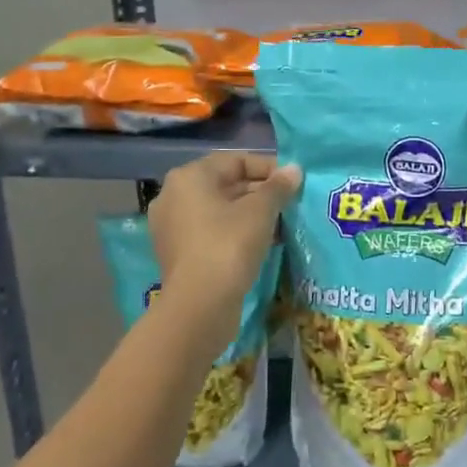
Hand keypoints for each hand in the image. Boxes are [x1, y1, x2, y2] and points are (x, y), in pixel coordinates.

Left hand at [148, 153, 300, 323]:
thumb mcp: (260, 212)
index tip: (293, 182)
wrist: (199, 306)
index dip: (268, 167)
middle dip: (260, 192)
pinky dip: (235, 233)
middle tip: (290, 203)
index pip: (235, 160)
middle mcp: (173, 196)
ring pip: (219, 210)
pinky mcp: (177, 254)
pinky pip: (211, 233)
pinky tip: (262, 244)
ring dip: (250, 214)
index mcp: (189, 177)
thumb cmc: (228, 246)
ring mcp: (172, 227)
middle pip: (225, 184)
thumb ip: (278, 187)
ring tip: (280, 224)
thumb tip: (294, 169)